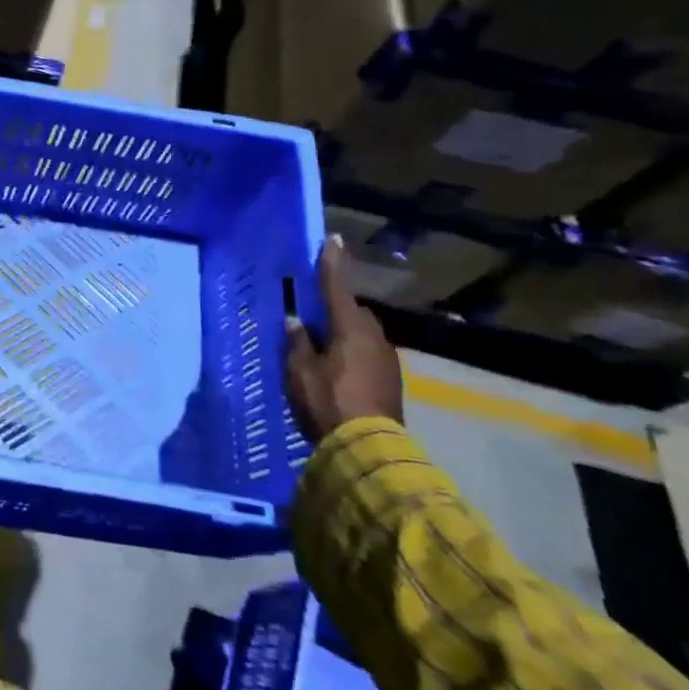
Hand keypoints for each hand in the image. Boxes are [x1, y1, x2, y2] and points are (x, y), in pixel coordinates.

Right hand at [285, 237, 402, 445]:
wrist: (369, 449)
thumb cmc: (328, 401)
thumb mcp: (299, 371)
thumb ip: (298, 343)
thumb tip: (297, 323)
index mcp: (350, 328)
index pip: (337, 287)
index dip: (331, 263)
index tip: (333, 239)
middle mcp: (374, 337)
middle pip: (353, 312)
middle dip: (336, 309)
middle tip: (313, 316)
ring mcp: (387, 360)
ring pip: (362, 335)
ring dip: (344, 334)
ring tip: (323, 346)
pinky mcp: (391, 381)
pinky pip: (367, 355)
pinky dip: (352, 354)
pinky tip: (337, 369)